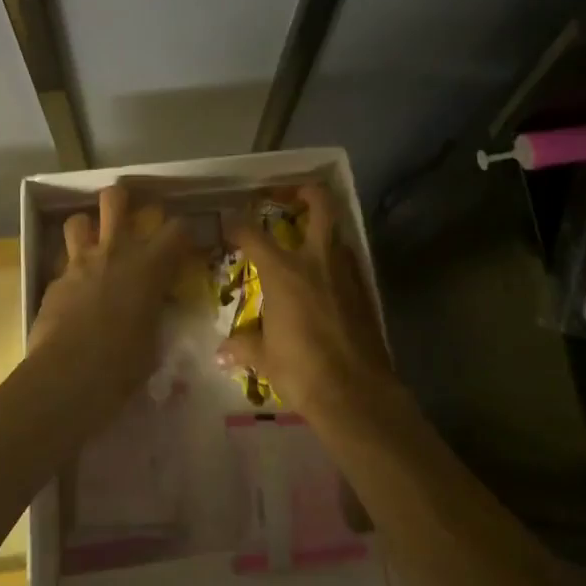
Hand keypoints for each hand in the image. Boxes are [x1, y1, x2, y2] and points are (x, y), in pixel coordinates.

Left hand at [32, 184, 190, 400]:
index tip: (183, 245)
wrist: (69, 375)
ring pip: (78, 220)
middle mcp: (115, 251)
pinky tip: (74, 291)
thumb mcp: (154, 337)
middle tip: (129, 219)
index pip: (177, 228)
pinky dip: (71, 271)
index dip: (182, 232)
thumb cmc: (124, 363)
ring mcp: (81, 263)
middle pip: (115, 199)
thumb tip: (155, 307)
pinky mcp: (55, 281)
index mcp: (149, 264)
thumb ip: (154, 311)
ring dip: (87, 229)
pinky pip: (63, 263)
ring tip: (94, 244)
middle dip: (121, 200)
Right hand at [218, 184, 399, 423]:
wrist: (357, 393)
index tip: (229, 226)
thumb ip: (244, 346)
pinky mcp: (364, 291)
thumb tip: (221, 352)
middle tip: (289, 196)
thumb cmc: (302, 370)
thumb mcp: (265, 359)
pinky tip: (325, 280)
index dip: (238, 226)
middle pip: (320, 205)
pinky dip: (335, 262)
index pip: (254, 235)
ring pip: (337, 234)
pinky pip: (348, 263)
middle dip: (306, 191)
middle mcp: (316, 261)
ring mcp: (345, 273)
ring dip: (322, 230)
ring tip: (306, 241)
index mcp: (284, 271)